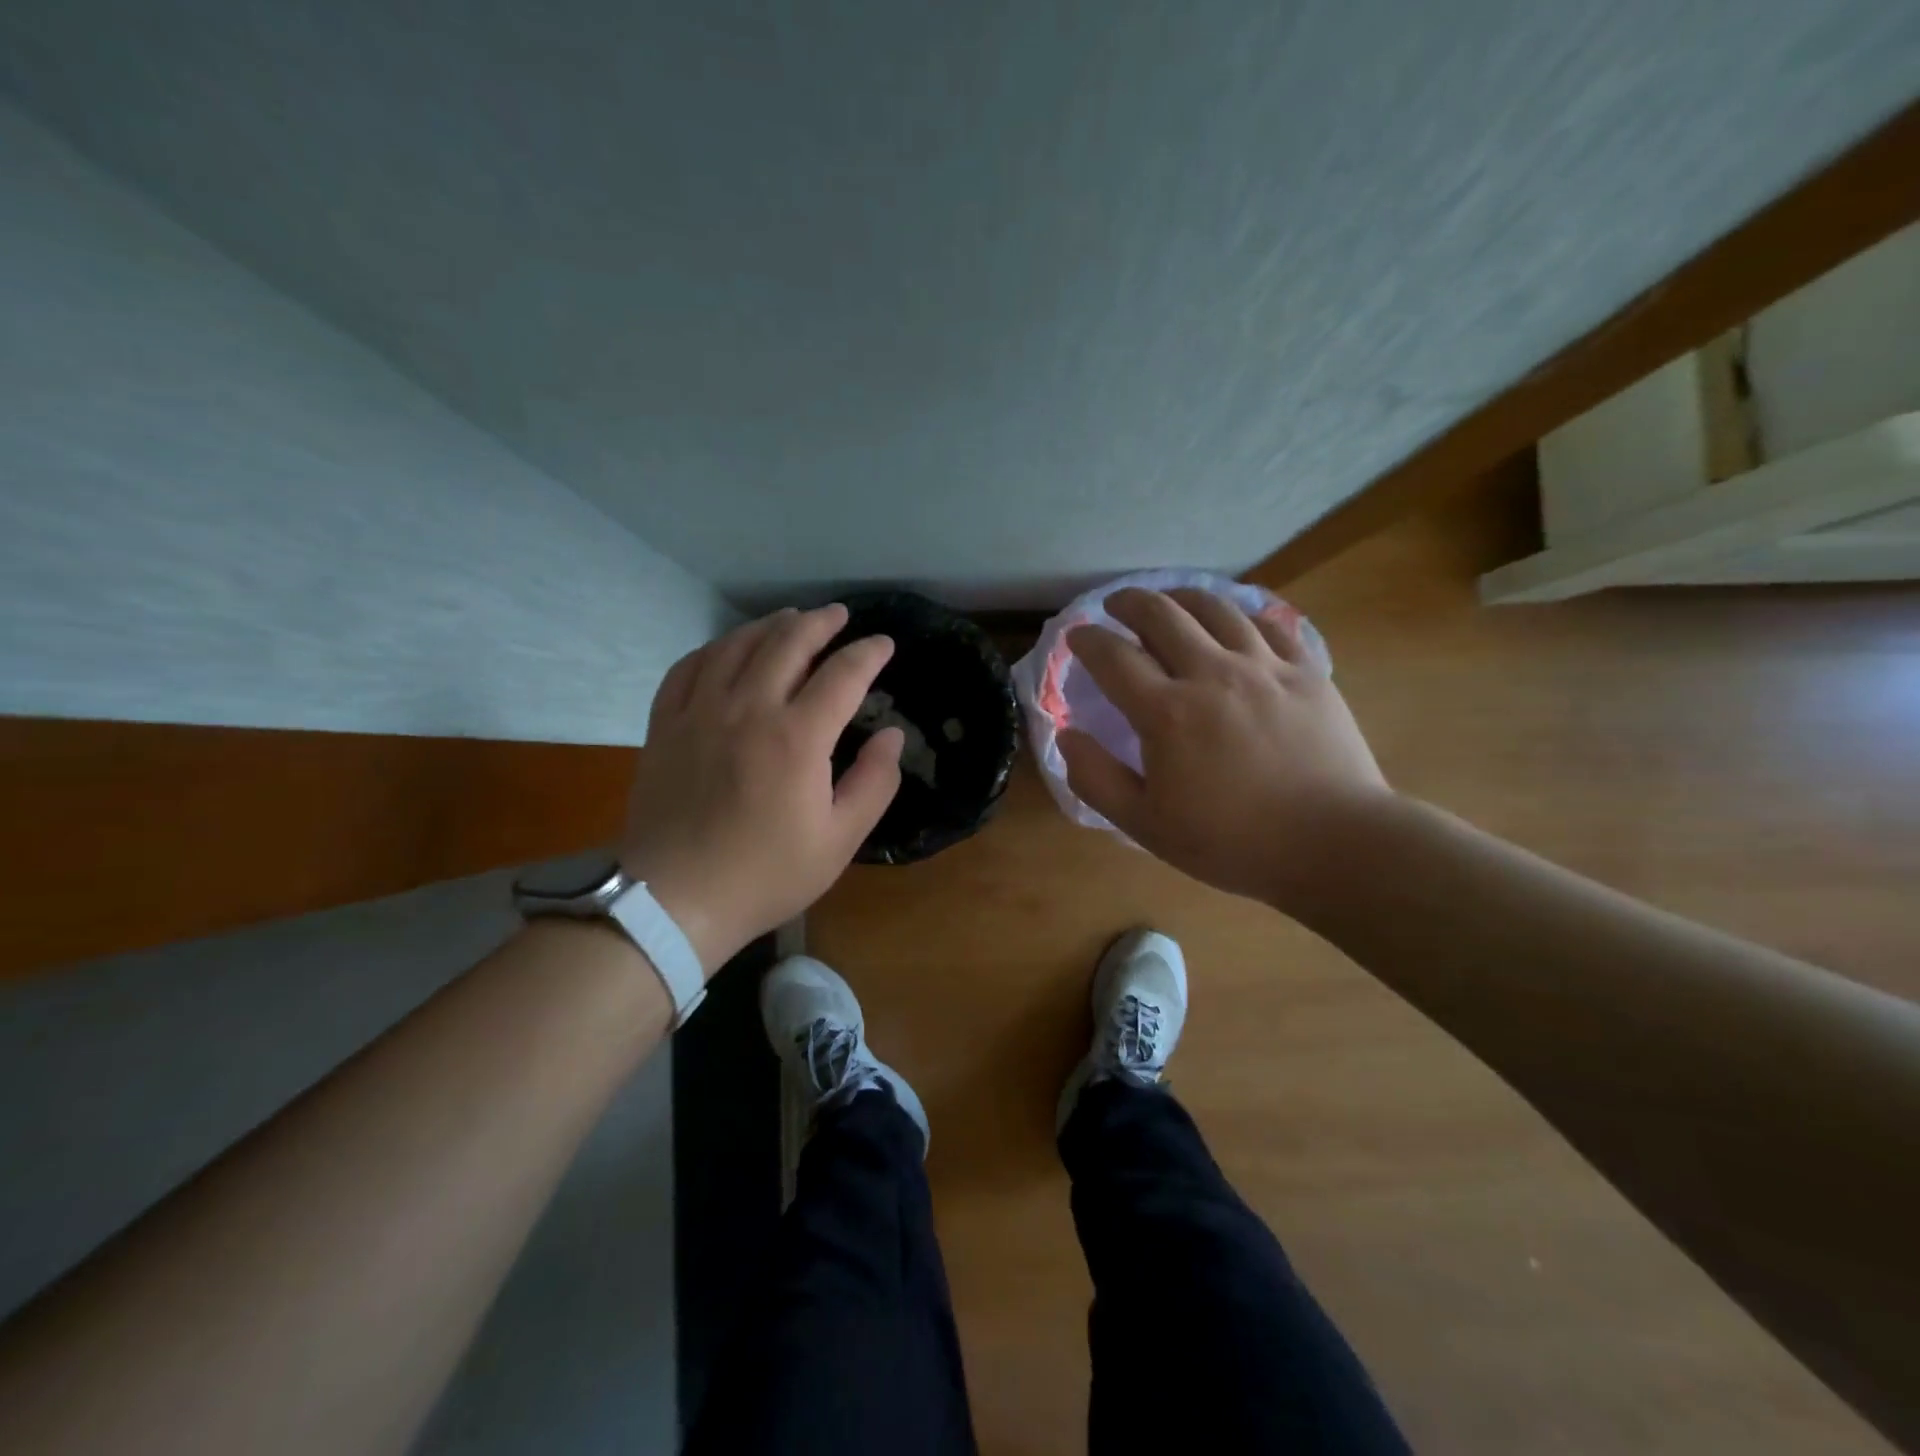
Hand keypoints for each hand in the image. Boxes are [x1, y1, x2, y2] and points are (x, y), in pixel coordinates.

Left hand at [621, 604, 903, 972]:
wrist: (676, 900)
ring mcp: (700, 712)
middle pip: (788, 643)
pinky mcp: (666, 724)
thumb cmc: (766, 874)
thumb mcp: (839, 840)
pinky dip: (716, 648)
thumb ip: (874, 783)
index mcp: (797, 738)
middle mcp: (748, 709)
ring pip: (737, 645)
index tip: (884, 645)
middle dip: (820, 623)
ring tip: (791, 619)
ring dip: (770, 625)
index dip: (869, 653)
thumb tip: (891, 736)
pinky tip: (728, 649)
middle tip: (840, 616)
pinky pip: (690, 666)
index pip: (843, 674)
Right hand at [1060, 588, 1389, 909]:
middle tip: (1115, 606)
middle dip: (1129, 602)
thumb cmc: (1232, 842)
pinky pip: (1267, 623)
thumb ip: (1097, 779)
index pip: (1114, 657)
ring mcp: (1264, 667)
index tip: (1076, 635)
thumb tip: (1067, 736)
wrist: (1334, 844)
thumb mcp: (1146, 825)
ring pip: (1215, 608)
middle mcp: (1212, 674)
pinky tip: (1232, 619)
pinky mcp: (1306, 671)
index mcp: (1167, 712)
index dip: (1088, 640)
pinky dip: (1239, 612)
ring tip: (1168, 601)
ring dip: (1181, 597)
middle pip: (1162, 616)